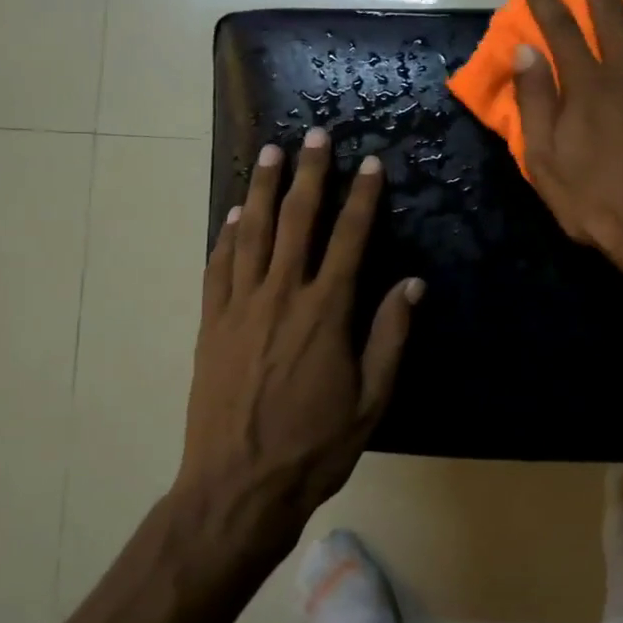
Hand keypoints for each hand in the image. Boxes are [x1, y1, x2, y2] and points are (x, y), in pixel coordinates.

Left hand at [180, 128, 422, 530]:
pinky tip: (234, 214)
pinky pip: (218, 267)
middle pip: (297, 221)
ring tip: (270, 153)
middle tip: (314, 136)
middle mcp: (281, 296)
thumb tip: (411, 284)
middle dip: (309, 174)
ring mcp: (239, 307)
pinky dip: (227, 235)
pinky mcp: (211, 324)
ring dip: (263, 190)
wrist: (237, 486)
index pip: (349, 239)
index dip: (362, 197)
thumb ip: (390, 336)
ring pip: (252, 233)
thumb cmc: (313, 447)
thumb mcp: (371, 399)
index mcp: (326, 313)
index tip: (370, 164)